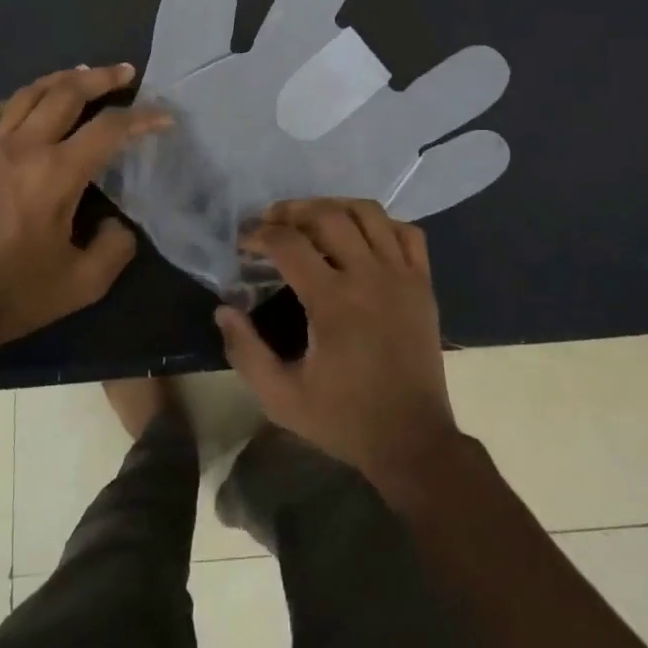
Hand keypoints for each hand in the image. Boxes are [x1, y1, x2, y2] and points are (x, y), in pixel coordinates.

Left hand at [0, 65, 169, 358]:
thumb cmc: (16, 295)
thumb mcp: (84, 283)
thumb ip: (116, 247)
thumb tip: (118, 223)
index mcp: (56, 174)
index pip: (108, 129)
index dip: (142, 117)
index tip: (165, 117)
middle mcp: (24, 149)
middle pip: (66, 92)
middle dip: (102, 78)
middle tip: (126, 73)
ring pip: (29, 94)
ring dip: (61, 78)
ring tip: (85, 74)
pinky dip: (20, 100)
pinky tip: (31, 103)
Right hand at [214, 198, 461, 485]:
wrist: (412, 441)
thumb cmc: (344, 419)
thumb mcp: (281, 398)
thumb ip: (245, 351)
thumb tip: (224, 308)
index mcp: (333, 302)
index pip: (289, 244)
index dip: (259, 235)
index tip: (243, 243)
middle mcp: (369, 276)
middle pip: (328, 215)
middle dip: (292, 210)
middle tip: (270, 222)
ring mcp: (402, 276)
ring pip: (369, 213)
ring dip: (334, 206)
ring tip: (312, 218)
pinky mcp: (423, 284)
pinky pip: (406, 233)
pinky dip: (381, 224)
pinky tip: (361, 236)